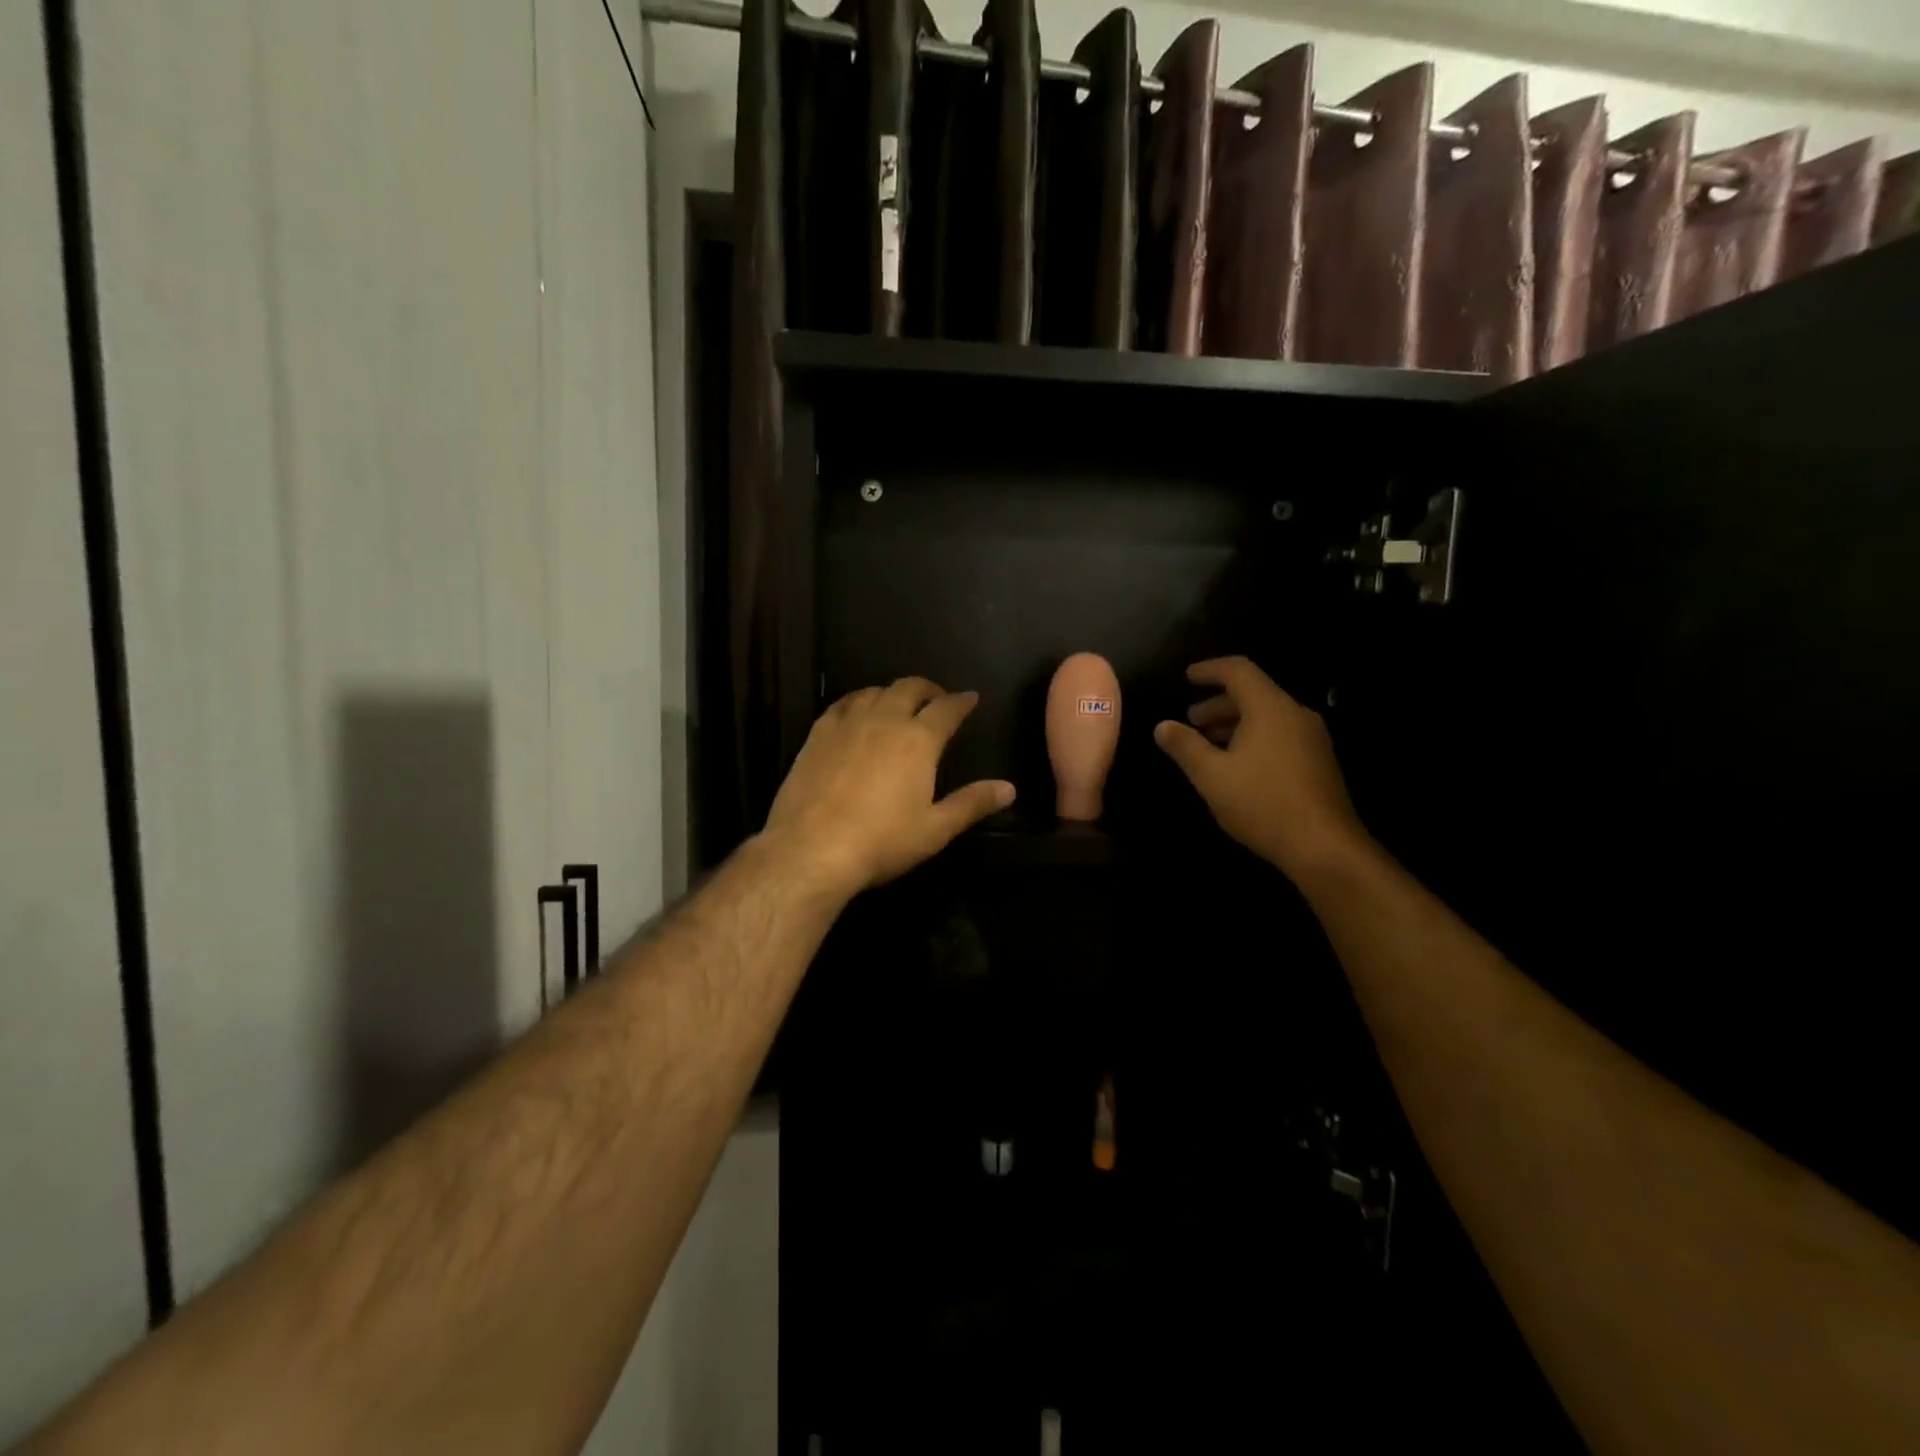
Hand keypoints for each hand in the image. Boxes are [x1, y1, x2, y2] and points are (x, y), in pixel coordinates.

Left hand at [763, 678, 1015, 895]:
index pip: (947, 709)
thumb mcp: (935, 829)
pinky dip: (858, 700)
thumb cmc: (881, 841)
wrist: (811, 849)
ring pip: (875, 692)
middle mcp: (884, 720)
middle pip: (909, 688)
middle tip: (936, 699)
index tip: (971, 698)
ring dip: (893, 692)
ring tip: (899, 703)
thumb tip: (1009, 788)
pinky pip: (842, 703)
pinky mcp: (817, 734)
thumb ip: (972, 804)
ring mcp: (847, 723)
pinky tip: (857, 711)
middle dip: (928, 689)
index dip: (962, 702)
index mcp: (918, 740)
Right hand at [1153, 657, 1368, 881]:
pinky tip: (1237, 766)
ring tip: (1208, 744)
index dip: (1209, 670)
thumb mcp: (1212, 776)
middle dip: (1218, 704)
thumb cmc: (1262, 803)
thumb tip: (1162, 726)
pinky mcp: (1318, 762)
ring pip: (1267, 717)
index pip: (1238, 671)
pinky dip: (1253, 738)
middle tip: (1191, 721)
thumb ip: (1185, 746)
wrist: (1324, 847)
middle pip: (1253, 693)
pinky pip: (1280, 735)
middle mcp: (1295, 715)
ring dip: (1234, 724)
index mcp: (1270, 708)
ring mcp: (1312, 739)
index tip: (1187, 677)